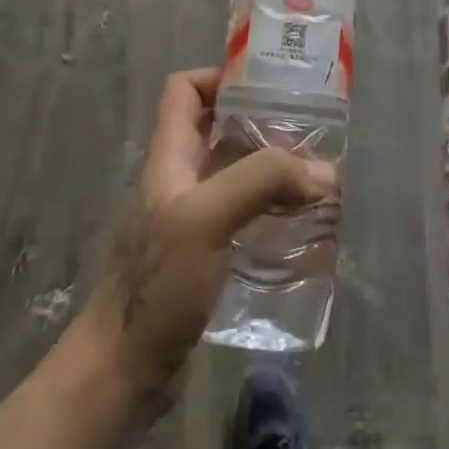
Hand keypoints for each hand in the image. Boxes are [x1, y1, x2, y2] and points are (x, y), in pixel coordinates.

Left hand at [76, 68, 336, 416]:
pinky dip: (272, 213)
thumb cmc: (158, 285)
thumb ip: (262, 182)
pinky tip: (303, 229)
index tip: (269, 86)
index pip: (184, 90)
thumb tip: (325, 171)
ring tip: (319, 179)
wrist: (123, 372)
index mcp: (169, 157)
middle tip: (312, 134)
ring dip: (274, 172)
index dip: (221, 76)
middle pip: (219, 130)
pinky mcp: (205, 256)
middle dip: (264, 125)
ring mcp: (191, 220)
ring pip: (235, 175)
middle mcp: (179, 180)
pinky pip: (244, 216)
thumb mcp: (207, 219)